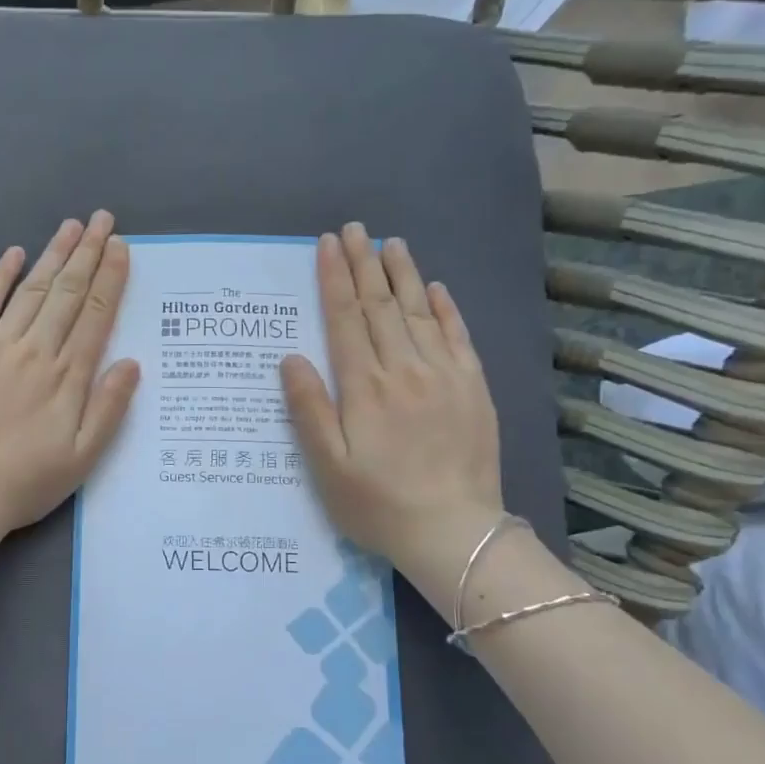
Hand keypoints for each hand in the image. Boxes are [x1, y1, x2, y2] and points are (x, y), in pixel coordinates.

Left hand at [0, 211, 139, 549]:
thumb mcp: (83, 458)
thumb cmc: (24, 482)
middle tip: (104, 220)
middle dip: (88, 253)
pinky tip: (13, 254)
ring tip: (72, 226)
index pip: (95, 314)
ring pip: (31, 290)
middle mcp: (35, 351)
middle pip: (67, 293)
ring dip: (54, 255)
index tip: (122, 248)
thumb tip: (132, 362)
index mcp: (67, 377)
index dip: (111, 278)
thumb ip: (109, 408)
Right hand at [281, 224, 506, 611]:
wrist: (454, 533)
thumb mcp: (327, 466)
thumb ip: (308, 409)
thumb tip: (290, 358)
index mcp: (365, 388)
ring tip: (390, 244)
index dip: (333, 280)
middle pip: (381, 307)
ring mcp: (445, 376)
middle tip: (353, 229)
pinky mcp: (473, 389)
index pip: (345, 320)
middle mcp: (405, 370)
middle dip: (364, 265)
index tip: (326, 245)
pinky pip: (459, 337)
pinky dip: (447, 309)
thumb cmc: (377, 504)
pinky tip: (437, 288)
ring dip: (403, 276)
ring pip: (420, 313)